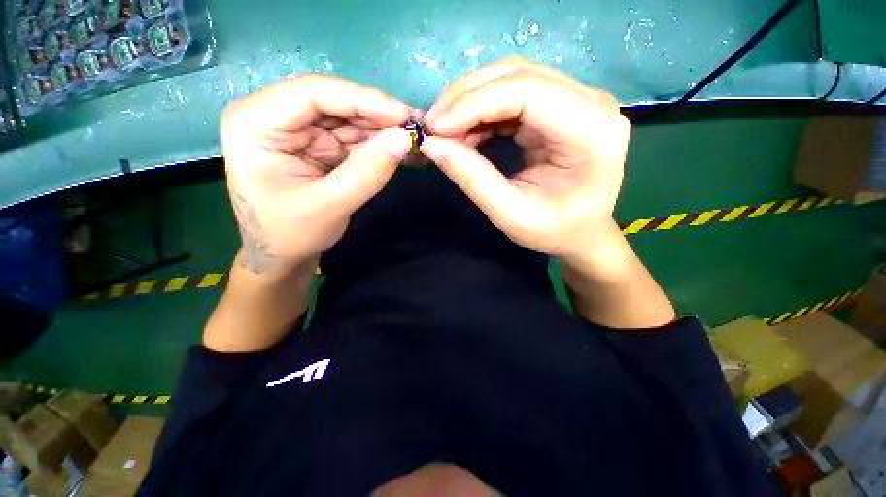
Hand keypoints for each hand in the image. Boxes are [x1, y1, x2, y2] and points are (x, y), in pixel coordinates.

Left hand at [221, 75, 412, 272]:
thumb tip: (404, 139)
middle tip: (418, 127)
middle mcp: (275, 116)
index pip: (313, 93)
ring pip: (350, 119)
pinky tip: (403, 150)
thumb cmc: (291, 233)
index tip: (404, 116)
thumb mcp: (329, 206)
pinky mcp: (319, 145)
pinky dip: (380, 145)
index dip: (363, 100)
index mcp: (255, 122)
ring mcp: (300, 130)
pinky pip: (355, 138)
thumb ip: (367, 173)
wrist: (282, 254)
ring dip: (384, 130)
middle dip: (379, 115)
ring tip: (417, 139)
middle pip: (335, 102)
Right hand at [421, 58, 630, 259]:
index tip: (434, 128)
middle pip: (518, 74)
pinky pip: (513, 95)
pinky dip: (481, 111)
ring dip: (470, 102)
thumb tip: (432, 145)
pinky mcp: (560, 106)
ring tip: (445, 133)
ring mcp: (577, 100)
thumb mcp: (511, 215)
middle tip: (432, 126)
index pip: (526, 91)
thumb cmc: (554, 231)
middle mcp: (590, 103)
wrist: (582, 232)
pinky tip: (464, 132)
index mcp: (590, 131)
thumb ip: (474, 179)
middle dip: (466, 97)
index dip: (473, 103)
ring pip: (512, 78)